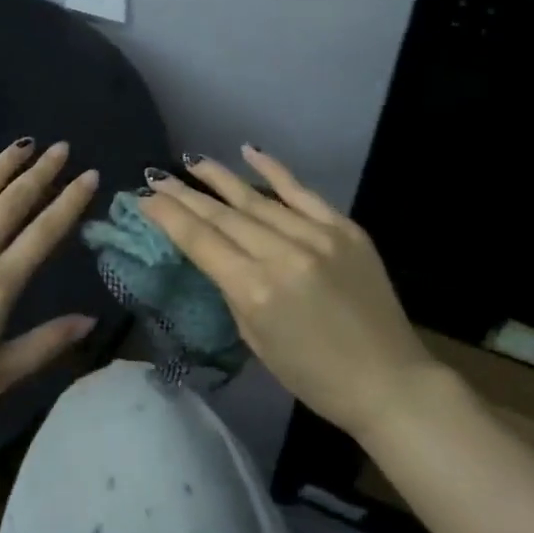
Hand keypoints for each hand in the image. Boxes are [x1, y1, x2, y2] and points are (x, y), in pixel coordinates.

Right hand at [138, 146, 436, 439]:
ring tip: (192, 161)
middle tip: (157, 176)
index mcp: (256, 290)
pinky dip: (274, 169)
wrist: (389, 381)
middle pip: (223, 215)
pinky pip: (302, 192)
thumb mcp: (256, 341)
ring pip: (257, 198)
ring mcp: (317, 236)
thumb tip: (214, 253)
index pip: (201, 241)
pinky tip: (249, 150)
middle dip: (185, 194)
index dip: (168, 216)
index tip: (144, 197)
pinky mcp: (344, 229)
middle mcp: (282, 254)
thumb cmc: (314, 376)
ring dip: (220, 178)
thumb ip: (232, 290)